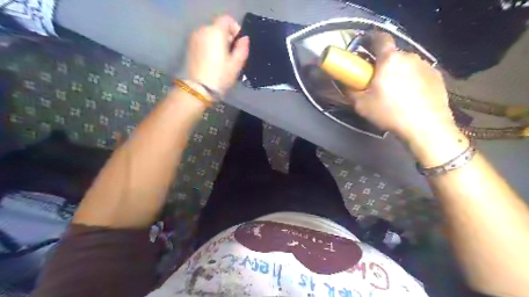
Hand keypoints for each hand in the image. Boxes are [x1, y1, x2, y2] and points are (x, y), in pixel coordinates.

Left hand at [185, 15, 249, 95]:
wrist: (198, 89)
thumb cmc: (220, 76)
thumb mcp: (236, 64)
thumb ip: (242, 48)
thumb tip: (244, 39)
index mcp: (216, 32)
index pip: (227, 20)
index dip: (235, 28)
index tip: (238, 43)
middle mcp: (203, 30)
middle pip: (218, 27)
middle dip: (227, 37)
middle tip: (232, 54)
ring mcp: (194, 38)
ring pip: (210, 34)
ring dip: (218, 42)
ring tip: (222, 59)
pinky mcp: (189, 47)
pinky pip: (203, 41)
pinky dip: (209, 46)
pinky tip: (212, 61)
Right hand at [346, 31, 457, 142]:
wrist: (425, 127)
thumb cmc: (389, 113)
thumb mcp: (361, 105)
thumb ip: (350, 90)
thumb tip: (345, 82)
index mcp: (389, 60)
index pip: (380, 38)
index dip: (371, 39)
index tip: (364, 46)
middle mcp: (409, 57)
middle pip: (392, 55)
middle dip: (383, 63)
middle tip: (377, 80)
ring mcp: (426, 66)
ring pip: (406, 64)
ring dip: (398, 72)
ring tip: (395, 91)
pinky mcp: (437, 77)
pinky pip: (419, 73)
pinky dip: (412, 80)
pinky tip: (410, 96)